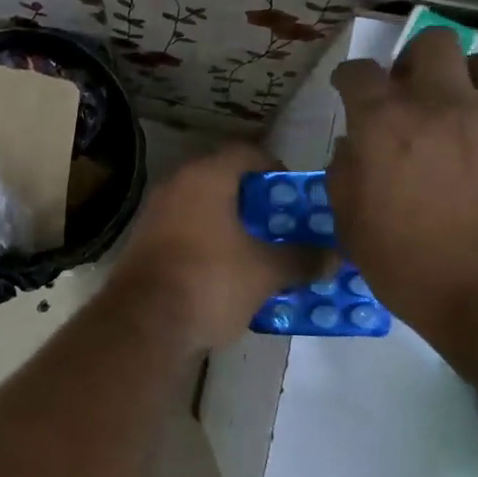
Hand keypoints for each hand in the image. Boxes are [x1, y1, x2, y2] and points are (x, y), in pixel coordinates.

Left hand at [114, 144, 322, 350]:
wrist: (144, 323)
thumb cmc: (210, 281)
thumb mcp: (266, 272)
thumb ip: (301, 259)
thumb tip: (333, 258)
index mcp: (205, 177)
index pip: (246, 153)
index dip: (275, 169)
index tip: (295, 194)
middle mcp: (176, 186)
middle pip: (223, 181)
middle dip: (255, 202)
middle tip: (283, 224)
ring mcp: (154, 215)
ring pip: (202, 209)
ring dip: (230, 225)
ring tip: (261, 250)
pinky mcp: (144, 244)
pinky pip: (185, 232)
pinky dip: (207, 243)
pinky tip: (227, 270)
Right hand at [328, 29, 477, 357]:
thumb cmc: (414, 268)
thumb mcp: (353, 228)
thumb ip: (344, 175)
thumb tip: (353, 145)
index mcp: (384, 127)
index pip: (359, 74)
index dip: (349, 78)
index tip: (349, 89)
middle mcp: (441, 103)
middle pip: (430, 43)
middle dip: (413, 62)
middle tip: (413, 92)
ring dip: (466, 76)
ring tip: (466, 103)